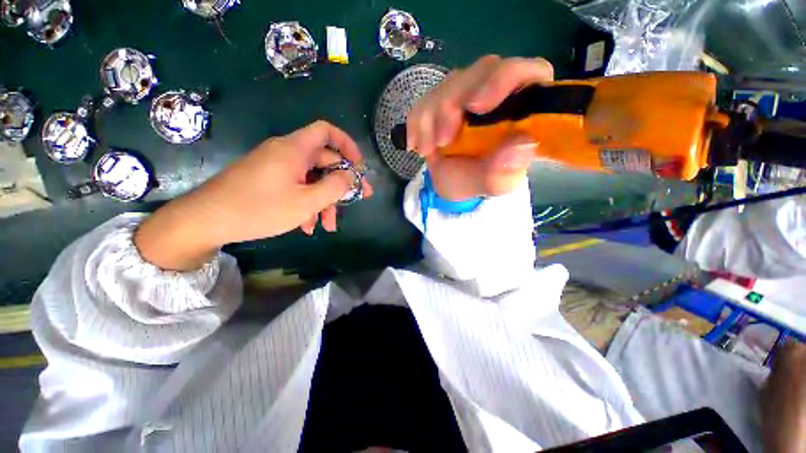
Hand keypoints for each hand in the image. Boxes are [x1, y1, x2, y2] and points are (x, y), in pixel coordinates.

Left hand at [135, 121, 371, 270]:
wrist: (205, 220)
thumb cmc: (259, 209)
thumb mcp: (306, 201)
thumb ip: (335, 187)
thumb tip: (351, 176)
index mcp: (295, 149)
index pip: (327, 131)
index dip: (347, 145)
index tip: (359, 166)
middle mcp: (286, 152)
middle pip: (323, 161)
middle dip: (340, 184)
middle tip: (354, 202)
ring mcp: (276, 167)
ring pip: (311, 179)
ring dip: (324, 200)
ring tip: (327, 226)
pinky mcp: (268, 180)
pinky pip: (296, 187)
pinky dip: (306, 203)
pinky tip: (307, 226)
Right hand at [406, 55, 553, 200]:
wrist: (452, 184)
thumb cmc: (478, 182)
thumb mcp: (494, 185)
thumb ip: (506, 171)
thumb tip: (521, 144)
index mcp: (523, 108)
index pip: (527, 71)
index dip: (503, 79)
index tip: (475, 107)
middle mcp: (499, 93)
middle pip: (482, 71)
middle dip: (454, 104)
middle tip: (442, 141)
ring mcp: (469, 93)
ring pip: (451, 83)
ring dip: (431, 117)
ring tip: (427, 150)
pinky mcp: (445, 100)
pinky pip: (426, 98)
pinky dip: (417, 122)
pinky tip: (417, 145)